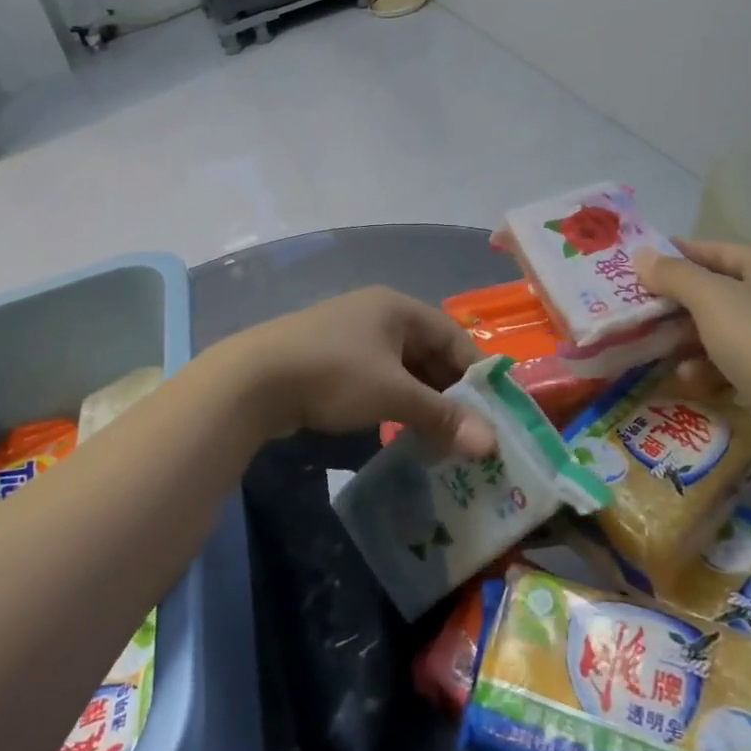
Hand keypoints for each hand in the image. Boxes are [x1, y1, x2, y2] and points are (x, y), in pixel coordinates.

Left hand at [210, 288, 495, 457]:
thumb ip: (441, 416)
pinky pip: (376, 379)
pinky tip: (401, 433)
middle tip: (470, 434)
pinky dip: (393, 403)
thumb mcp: (393, 393)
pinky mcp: (329, 360)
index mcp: (396, 307)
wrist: (254, 379)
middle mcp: (376, 314)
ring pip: (401, 369)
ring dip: (421, 402)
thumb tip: (490, 443)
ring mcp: (350, 336)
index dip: (475, 372)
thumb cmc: (334, 374)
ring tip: (441, 440)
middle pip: (427, 352)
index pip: (451, 335)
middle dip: (449, 392)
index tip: (495, 412)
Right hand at [635, 241, 750, 489]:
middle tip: (636, 310)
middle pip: (715, 289)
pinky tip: (690, 381)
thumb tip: (642, 255)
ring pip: (721, 328)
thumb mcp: (712, 300)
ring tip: (656, 349)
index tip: (635, 266)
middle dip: (675, 301)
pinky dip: (709, 367)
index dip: (674, 254)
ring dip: (687, 338)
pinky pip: (734, 362)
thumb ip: (674, 274)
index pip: (713, 249)